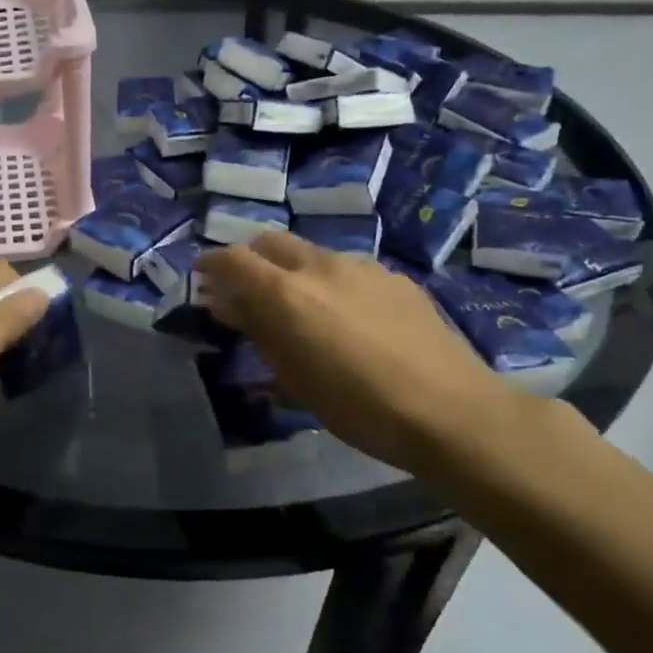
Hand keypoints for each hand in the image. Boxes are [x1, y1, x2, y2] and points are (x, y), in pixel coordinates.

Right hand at [199, 232, 520, 473]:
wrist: (449, 409)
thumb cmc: (357, 406)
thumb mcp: (293, 377)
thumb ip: (257, 331)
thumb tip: (227, 304)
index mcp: (285, 292)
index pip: (232, 259)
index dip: (211, 264)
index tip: (203, 278)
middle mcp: (319, 265)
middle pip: (270, 242)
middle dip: (251, 259)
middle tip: (248, 292)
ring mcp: (362, 266)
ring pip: (312, 254)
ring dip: (294, 271)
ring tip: (303, 309)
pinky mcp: (395, 277)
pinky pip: (349, 269)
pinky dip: (331, 283)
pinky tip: (350, 318)